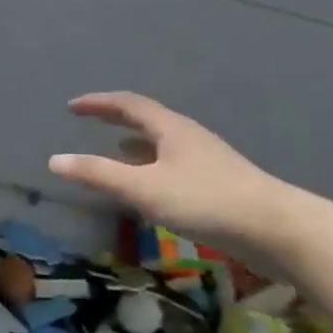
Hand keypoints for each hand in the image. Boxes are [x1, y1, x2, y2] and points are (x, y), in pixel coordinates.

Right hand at [48, 92, 290, 248]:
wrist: (277, 229)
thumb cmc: (206, 201)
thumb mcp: (144, 189)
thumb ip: (99, 175)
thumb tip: (55, 160)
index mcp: (170, 128)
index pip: (127, 104)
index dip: (98, 103)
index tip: (72, 106)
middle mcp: (188, 136)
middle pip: (147, 119)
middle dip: (115, 119)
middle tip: (89, 121)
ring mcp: (205, 159)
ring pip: (161, 143)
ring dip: (134, 143)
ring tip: (114, 151)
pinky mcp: (216, 183)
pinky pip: (173, 163)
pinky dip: (151, 166)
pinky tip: (150, 186)